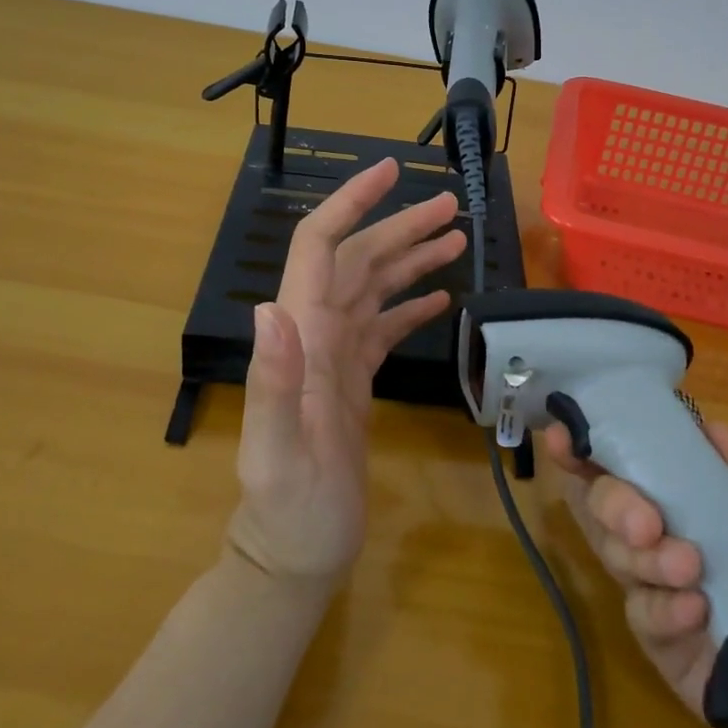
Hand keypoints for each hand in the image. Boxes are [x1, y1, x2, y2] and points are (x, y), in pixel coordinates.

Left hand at [226, 157, 465, 586]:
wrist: (295, 556)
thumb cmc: (288, 511)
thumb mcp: (280, 454)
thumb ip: (274, 383)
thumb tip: (271, 309)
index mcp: (300, 335)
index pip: (319, 248)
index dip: (350, 204)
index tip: (390, 172)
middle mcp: (315, 333)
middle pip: (357, 259)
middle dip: (400, 226)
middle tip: (452, 205)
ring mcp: (336, 355)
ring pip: (374, 287)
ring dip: (411, 258)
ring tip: (456, 236)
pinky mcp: (353, 379)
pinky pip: (383, 326)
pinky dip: (409, 304)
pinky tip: (440, 296)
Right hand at [544, 417, 727, 727]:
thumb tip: (715, 428)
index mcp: (689, 510)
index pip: (626, 470)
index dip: (588, 450)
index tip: (564, 436)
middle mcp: (660, 544)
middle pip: (604, 509)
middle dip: (614, 503)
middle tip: (647, 522)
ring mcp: (656, 596)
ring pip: (616, 559)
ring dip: (644, 557)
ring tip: (689, 566)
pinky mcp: (661, 648)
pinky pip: (641, 617)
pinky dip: (662, 607)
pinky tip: (696, 611)